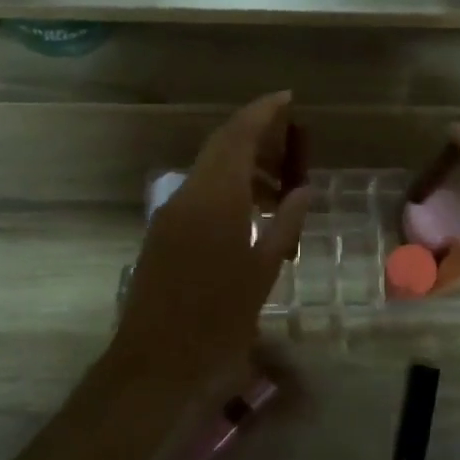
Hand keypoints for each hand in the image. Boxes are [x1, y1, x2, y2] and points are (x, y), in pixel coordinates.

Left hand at [111, 92, 309, 394]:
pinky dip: (227, 188)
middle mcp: (189, 194)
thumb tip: (302, 191)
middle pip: (222, 146)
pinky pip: (199, 193)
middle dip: (256, 136)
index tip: (288, 99)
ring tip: (280, 186)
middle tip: (293, 144)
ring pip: (210, 170)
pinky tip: (252, 213)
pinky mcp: (163, 232)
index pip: (238, 136)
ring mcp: (171, 212)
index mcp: (216, 197)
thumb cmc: (219, 319)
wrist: (157, 360)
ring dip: (243, 166)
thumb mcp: (263, 270)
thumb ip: (285, 224)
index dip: (263, 112)